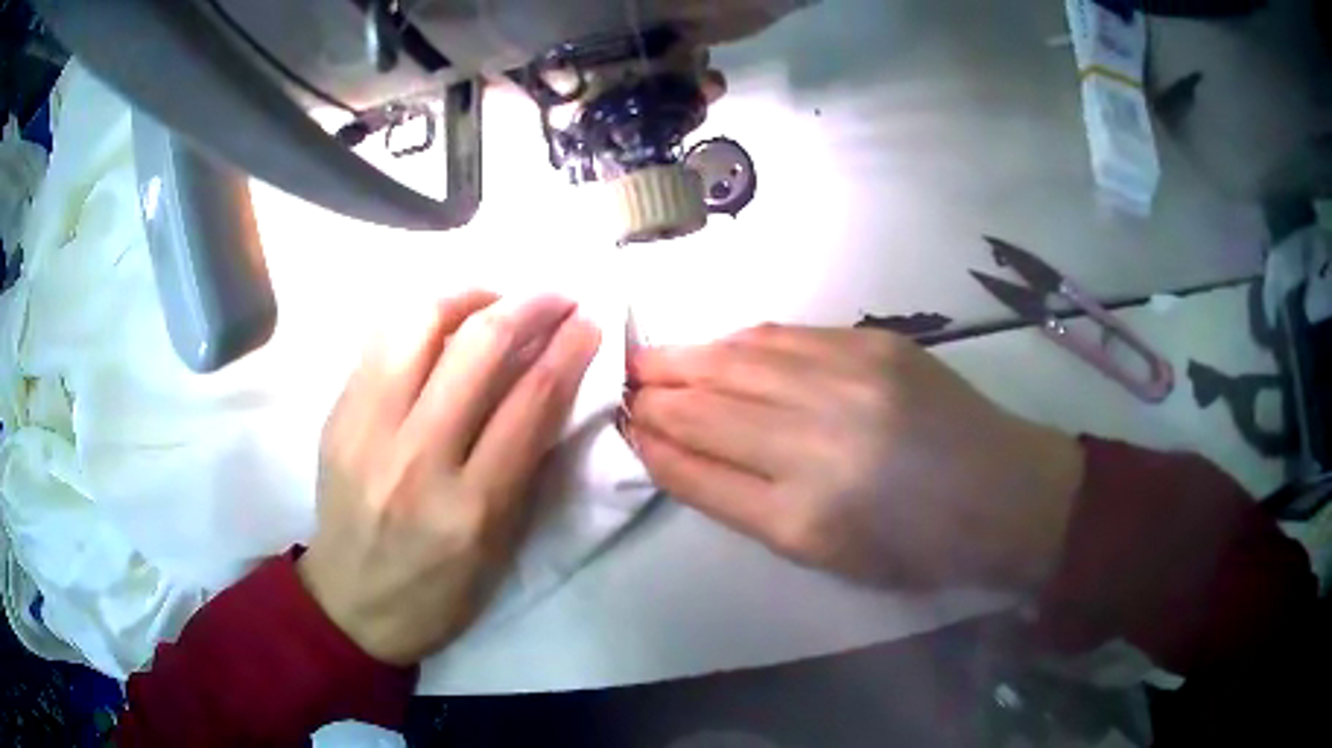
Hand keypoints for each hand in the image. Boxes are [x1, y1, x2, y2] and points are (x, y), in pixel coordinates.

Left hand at [299, 292, 599, 664]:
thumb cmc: (439, 592)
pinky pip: (380, 344)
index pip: (530, 402)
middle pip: (478, 348)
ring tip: (493, 299)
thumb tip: (546, 387)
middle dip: (528, 307)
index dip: (568, 350)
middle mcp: (417, 458)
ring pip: (418, 326)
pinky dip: (420, 321)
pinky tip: (441, 324)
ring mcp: (367, 431)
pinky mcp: (337, 418)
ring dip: (468, 297)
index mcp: (472, 506)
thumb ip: (524, 467)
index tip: (587, 321)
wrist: (351, 604)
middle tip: (552, 297)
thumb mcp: (501, 548)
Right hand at [624, 325, 1083, 589]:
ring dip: (684, 358)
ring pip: (737, 360)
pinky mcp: (874, 345)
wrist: (1001, 493)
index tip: (623, 425)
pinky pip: (784, 335)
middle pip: (705, 407)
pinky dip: (739, 342)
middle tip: (621, 385)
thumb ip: (740, 501)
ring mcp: (849, 383)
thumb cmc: (912, 546)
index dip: (651, 443)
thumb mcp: (821, 552)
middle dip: (652, 394)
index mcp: (802, 517)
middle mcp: (818, 443)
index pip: (696, 469)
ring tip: (650, 358)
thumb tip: (675, 451)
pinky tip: (716, 346)